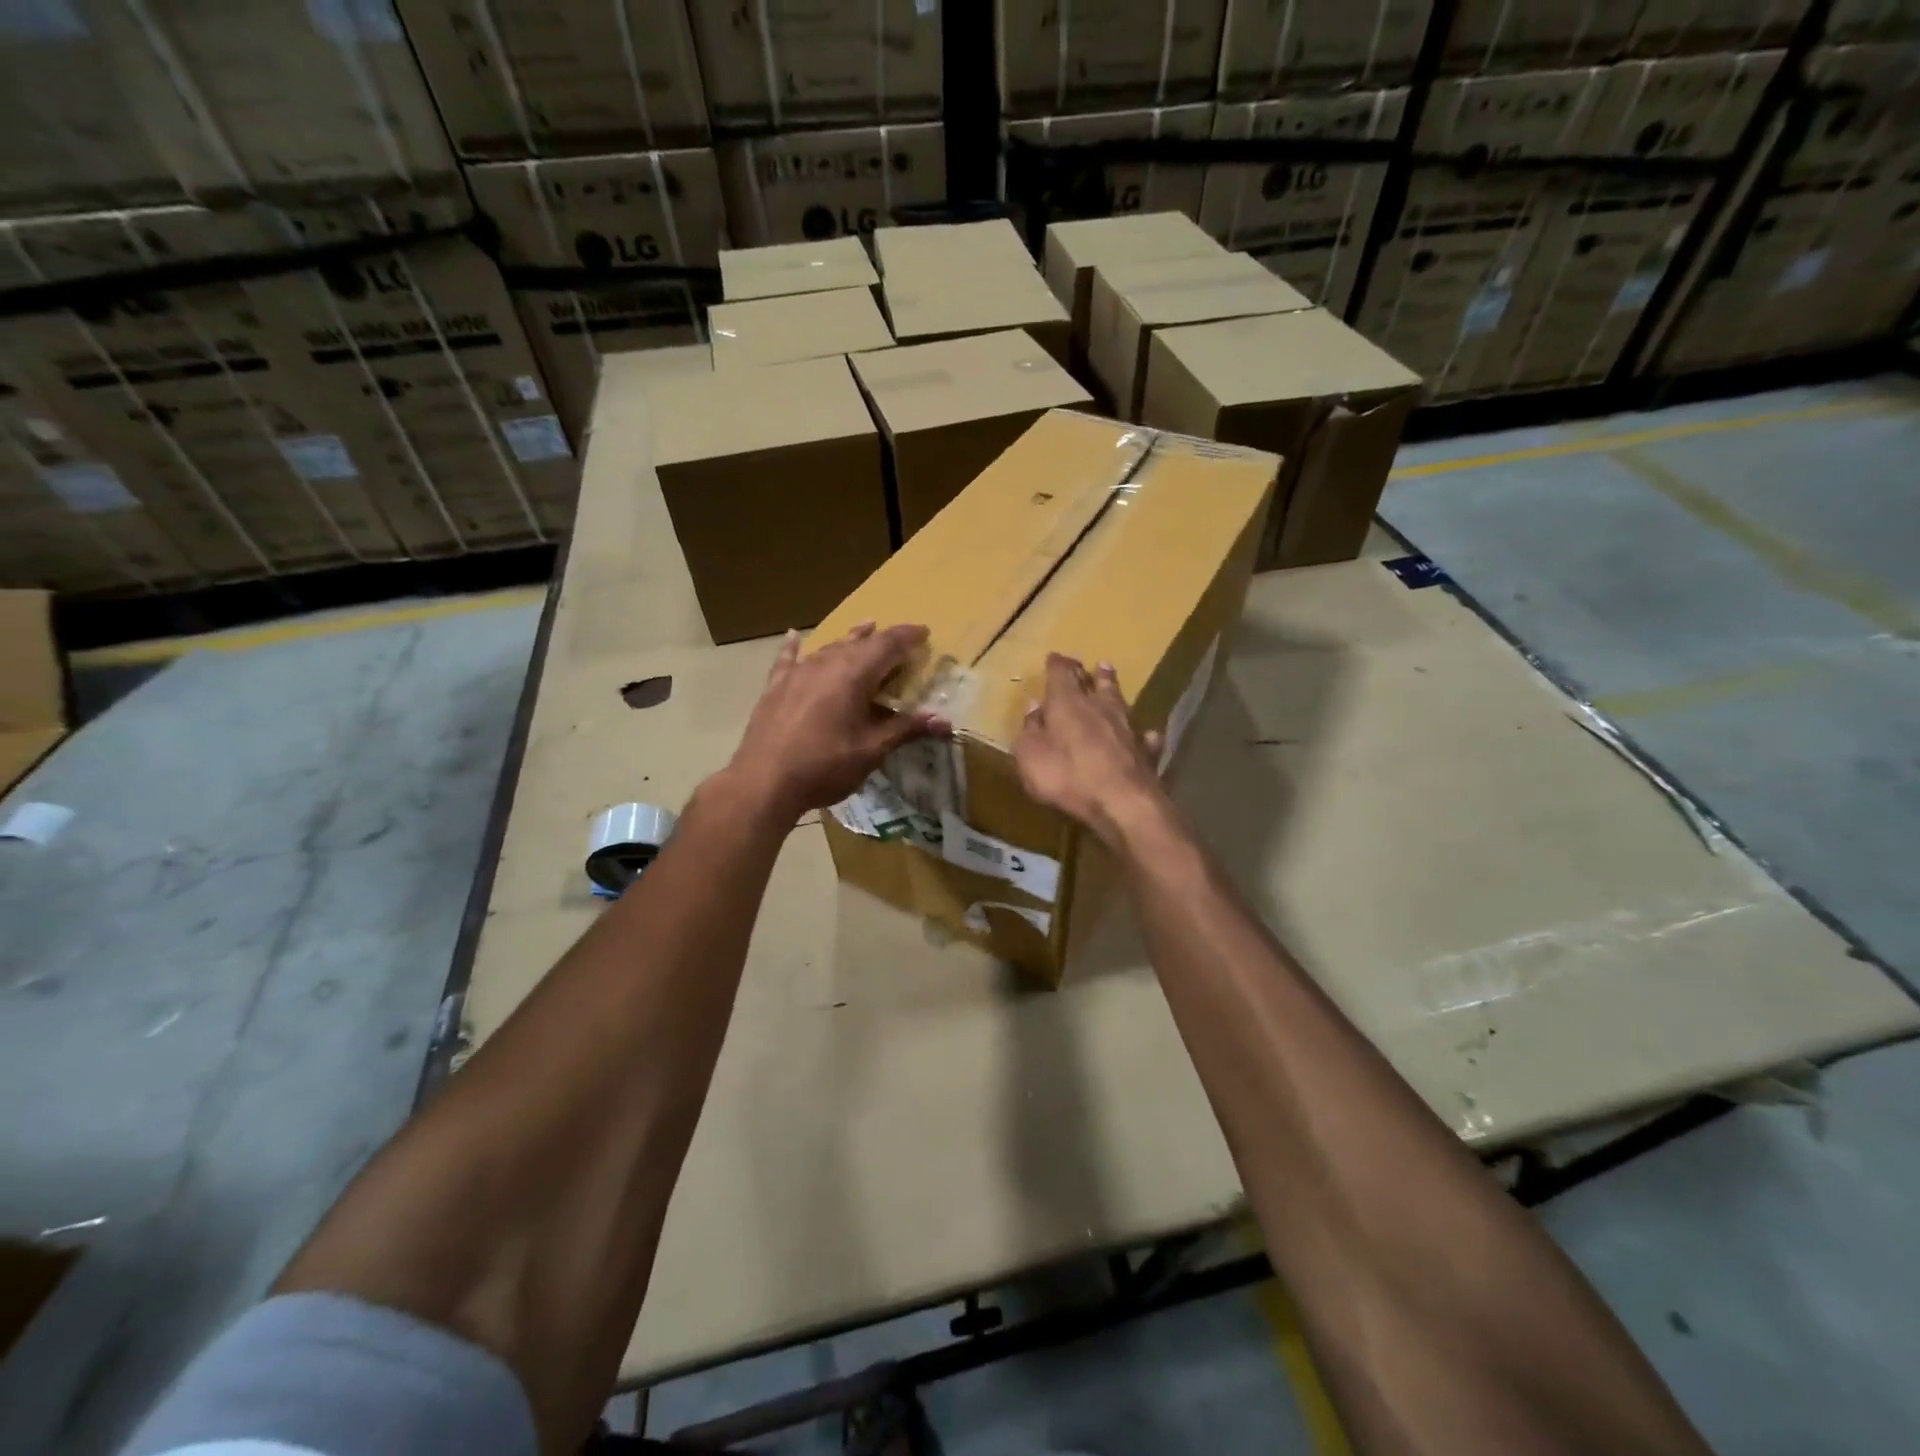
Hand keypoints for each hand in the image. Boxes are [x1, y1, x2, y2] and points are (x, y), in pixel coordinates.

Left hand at [726, 622, 949, 821]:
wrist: (764, 781)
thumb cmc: (825, 766)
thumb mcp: (871, 750)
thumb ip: (905, 729)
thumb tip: (944, 721)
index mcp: (853, 674)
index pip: (887, 644)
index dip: (907, 636)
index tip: (924, 632)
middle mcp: (825, 664)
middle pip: (858, 642)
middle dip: (882, 639)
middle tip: (900, 641)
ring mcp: (797, 673)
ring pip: (828, 647)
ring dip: (849, 640)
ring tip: (864, 629)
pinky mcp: (776, 687)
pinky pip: (788, 660)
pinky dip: (794, 647)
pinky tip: (792, 636)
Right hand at [1013, 655, 1167, 846]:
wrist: (1123, 802)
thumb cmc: (1067, 776)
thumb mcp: (1030, 756)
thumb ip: (1030, 730)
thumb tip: (1034, 707)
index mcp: (1067, 703)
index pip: (1060, 674)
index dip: (1056, 665)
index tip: (1054, 657)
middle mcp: (1099, 706)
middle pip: (1094, 682)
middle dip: (1087, 672)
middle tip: (1088, 664)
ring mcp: (1127, 726)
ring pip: (1120, 699)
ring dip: (1113, 687)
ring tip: (1110, 675)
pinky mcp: (1146, 750)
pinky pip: (1143, 735)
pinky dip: (1141, 732)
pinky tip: (1145, 733)